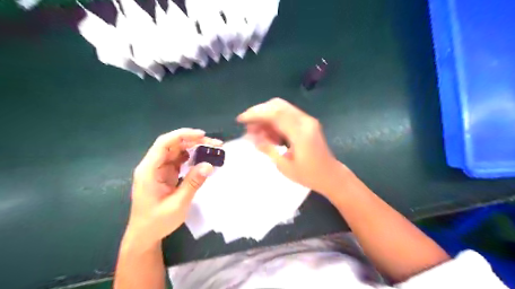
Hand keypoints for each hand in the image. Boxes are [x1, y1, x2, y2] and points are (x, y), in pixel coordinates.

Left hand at [126, 129, 221, 249]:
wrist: (144, 236)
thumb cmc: (157, 222)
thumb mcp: (178, 204)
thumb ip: (193, 183)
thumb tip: (209, 165)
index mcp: (149, 170)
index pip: (164, 144)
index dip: (182, 135)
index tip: (202, 135)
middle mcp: (152, 166)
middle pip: (172, 145)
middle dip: (193, 141)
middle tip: (214, 144)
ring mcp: (158, 170)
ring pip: (176, 151)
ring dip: (194, 148)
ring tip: (211, 149)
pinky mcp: (164, 174)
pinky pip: (178, 161)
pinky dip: (191, 158)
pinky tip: (202, 159)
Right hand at [238, 98, 345, 195]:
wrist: (331, 175)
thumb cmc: (309, 175)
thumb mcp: (284, 166)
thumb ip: (268, 149)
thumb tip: (253, 138)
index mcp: (300, 133)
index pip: (275, 114)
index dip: (256, 113)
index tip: (241, 120)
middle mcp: (305, 121)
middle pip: (278, 105)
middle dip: (259, 112)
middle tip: (248, 126)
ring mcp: (307, 120)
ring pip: (281, 108)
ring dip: (266, 117)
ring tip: (256, 132)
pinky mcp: (306, 123)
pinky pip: (286, 115)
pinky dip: (274, 121)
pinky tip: (268, 134)